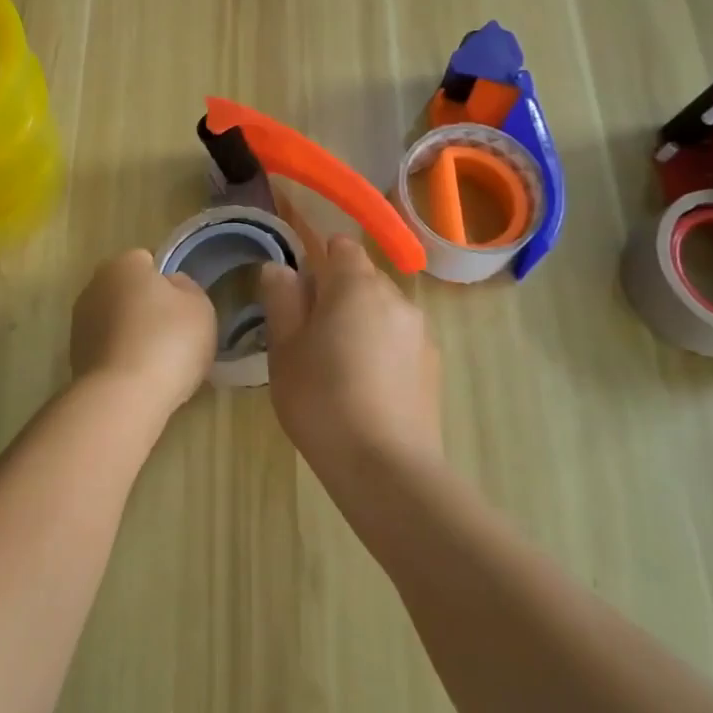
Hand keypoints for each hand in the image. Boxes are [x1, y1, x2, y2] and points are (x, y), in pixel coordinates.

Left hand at [70, 249, 217, 413]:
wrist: (123, 396)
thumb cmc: (168, 341)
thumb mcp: (199, 307)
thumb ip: (187, 288)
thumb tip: (171, 285)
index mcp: (124, 263)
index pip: (148, 261)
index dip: (167, 282)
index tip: (182, 307)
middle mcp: (95, 284)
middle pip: (128, 290)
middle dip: (146, 306)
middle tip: (173, 334)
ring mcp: (80, 321)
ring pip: (115, 319)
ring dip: (131, 332)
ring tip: (157, 361)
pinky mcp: (74, 355)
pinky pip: (107, 347)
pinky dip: (120, 356)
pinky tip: (138, 377)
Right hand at [259, 236, 442, 477]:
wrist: (385, 466)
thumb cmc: (321, 399)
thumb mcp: (284, 349)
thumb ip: (281, 300)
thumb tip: (280, 268)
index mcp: (355, 285)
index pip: (341, 246)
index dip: (318, 259)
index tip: (298, 291)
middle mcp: (395, 297)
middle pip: (363, 276)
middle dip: (337, 292)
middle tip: (309, 333)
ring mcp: (420, 331)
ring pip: (382, 308)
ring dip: (361, 320)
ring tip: (338, 363)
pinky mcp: (432, 364)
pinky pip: (399, 338)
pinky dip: (382, 347)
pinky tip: (366, 385)